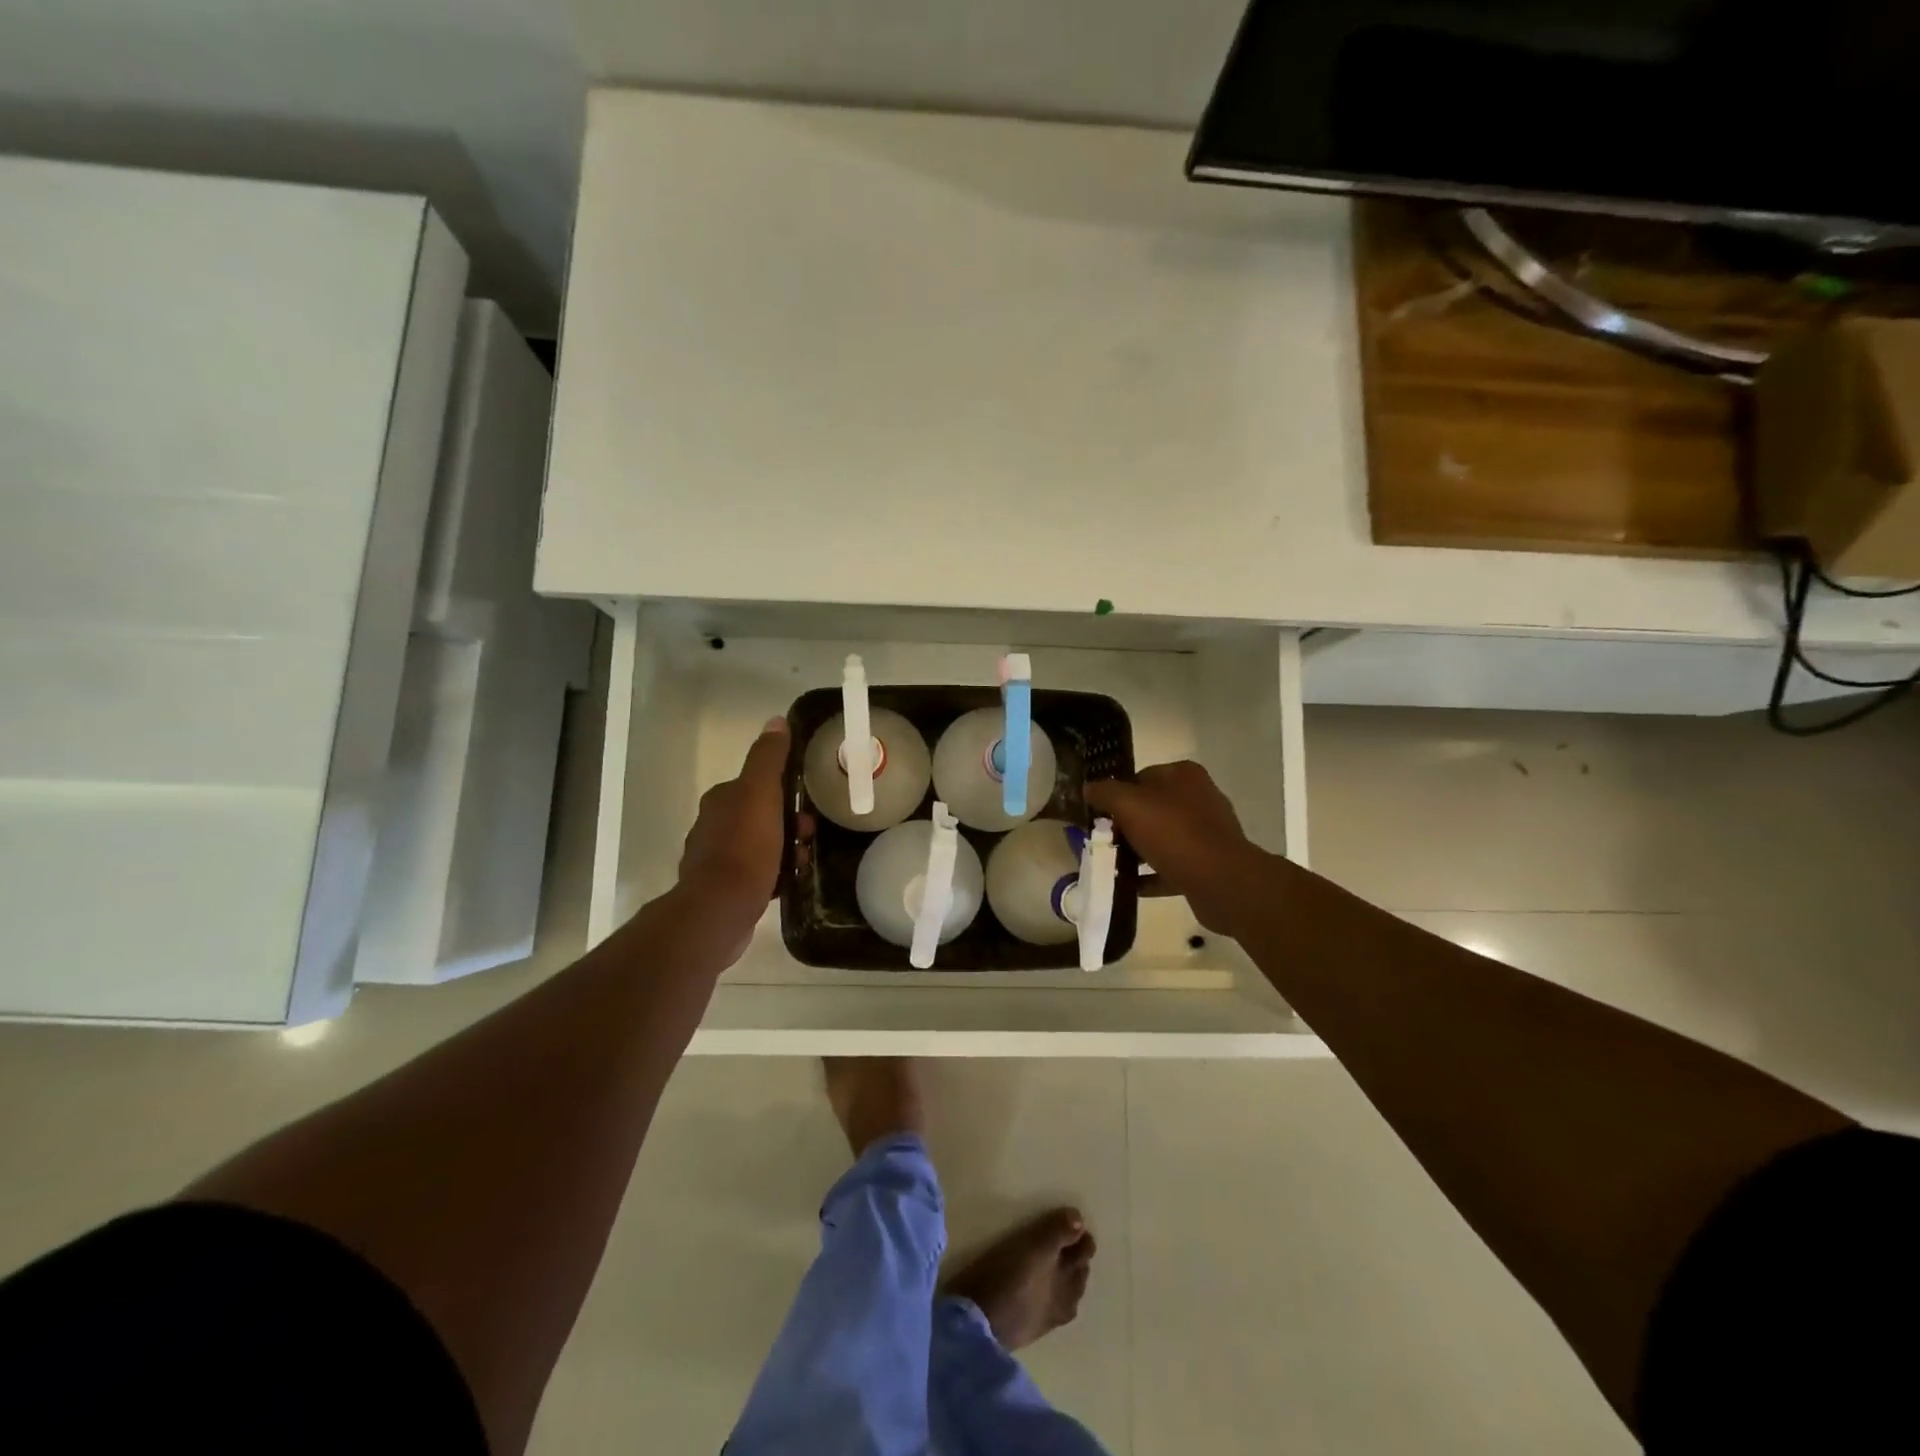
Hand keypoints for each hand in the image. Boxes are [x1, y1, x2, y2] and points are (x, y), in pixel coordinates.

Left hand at [677, 718, 789, 932]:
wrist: (720, 909)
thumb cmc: (745, 847)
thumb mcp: (761, 793)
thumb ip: (768, 758)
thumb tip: (776, 721)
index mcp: (721, 800)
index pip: (757, 784)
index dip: (785, 791)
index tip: (807, 806)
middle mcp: (712, 826)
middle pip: (761, 815)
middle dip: (789, 824)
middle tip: (809, 837)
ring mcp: (715, 860)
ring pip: (760, 845)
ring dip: (785, 850)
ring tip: (802, 863)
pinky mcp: (722, 889)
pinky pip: (756, 874)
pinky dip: (774, 875)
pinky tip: (789, 883)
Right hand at [1085, 762, 1269, 936]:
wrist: (1222, 882)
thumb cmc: (1174, 834)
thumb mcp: (1130, 805)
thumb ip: (1106, 792)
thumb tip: (1089, 787)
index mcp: (1184, 776)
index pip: (1140, 777)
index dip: (1116, 794)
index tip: (1098, 814)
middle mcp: (1199, 799)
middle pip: (1151, 808)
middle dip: (1125, 825)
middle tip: (1101, 840)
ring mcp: (1206, 833)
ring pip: (1161, 838)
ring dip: (1137, 851)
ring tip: (1111, 865)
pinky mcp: (1208, 864)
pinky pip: (1172, 866)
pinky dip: (1151, 875)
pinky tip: (1130, 886)